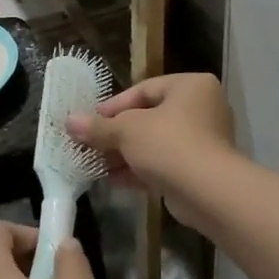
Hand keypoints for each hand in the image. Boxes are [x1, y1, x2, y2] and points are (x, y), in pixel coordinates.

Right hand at [67, 74, 237, 232]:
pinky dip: (140, 170)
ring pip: (155, 143)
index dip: (113, 106)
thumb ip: (99, 126)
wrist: (209, 193)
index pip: (144, 90)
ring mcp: (203, 141)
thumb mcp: (127, 130)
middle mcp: (202, 108)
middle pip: (149, 117)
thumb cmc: (169, 144)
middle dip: (117, 134)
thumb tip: (69, 121)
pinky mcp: (200, 170)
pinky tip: (113, 181)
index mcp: (191, 86)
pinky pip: (164, 164)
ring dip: (125, 154)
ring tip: (96, 165)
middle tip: (90, 144)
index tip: (90, 121)